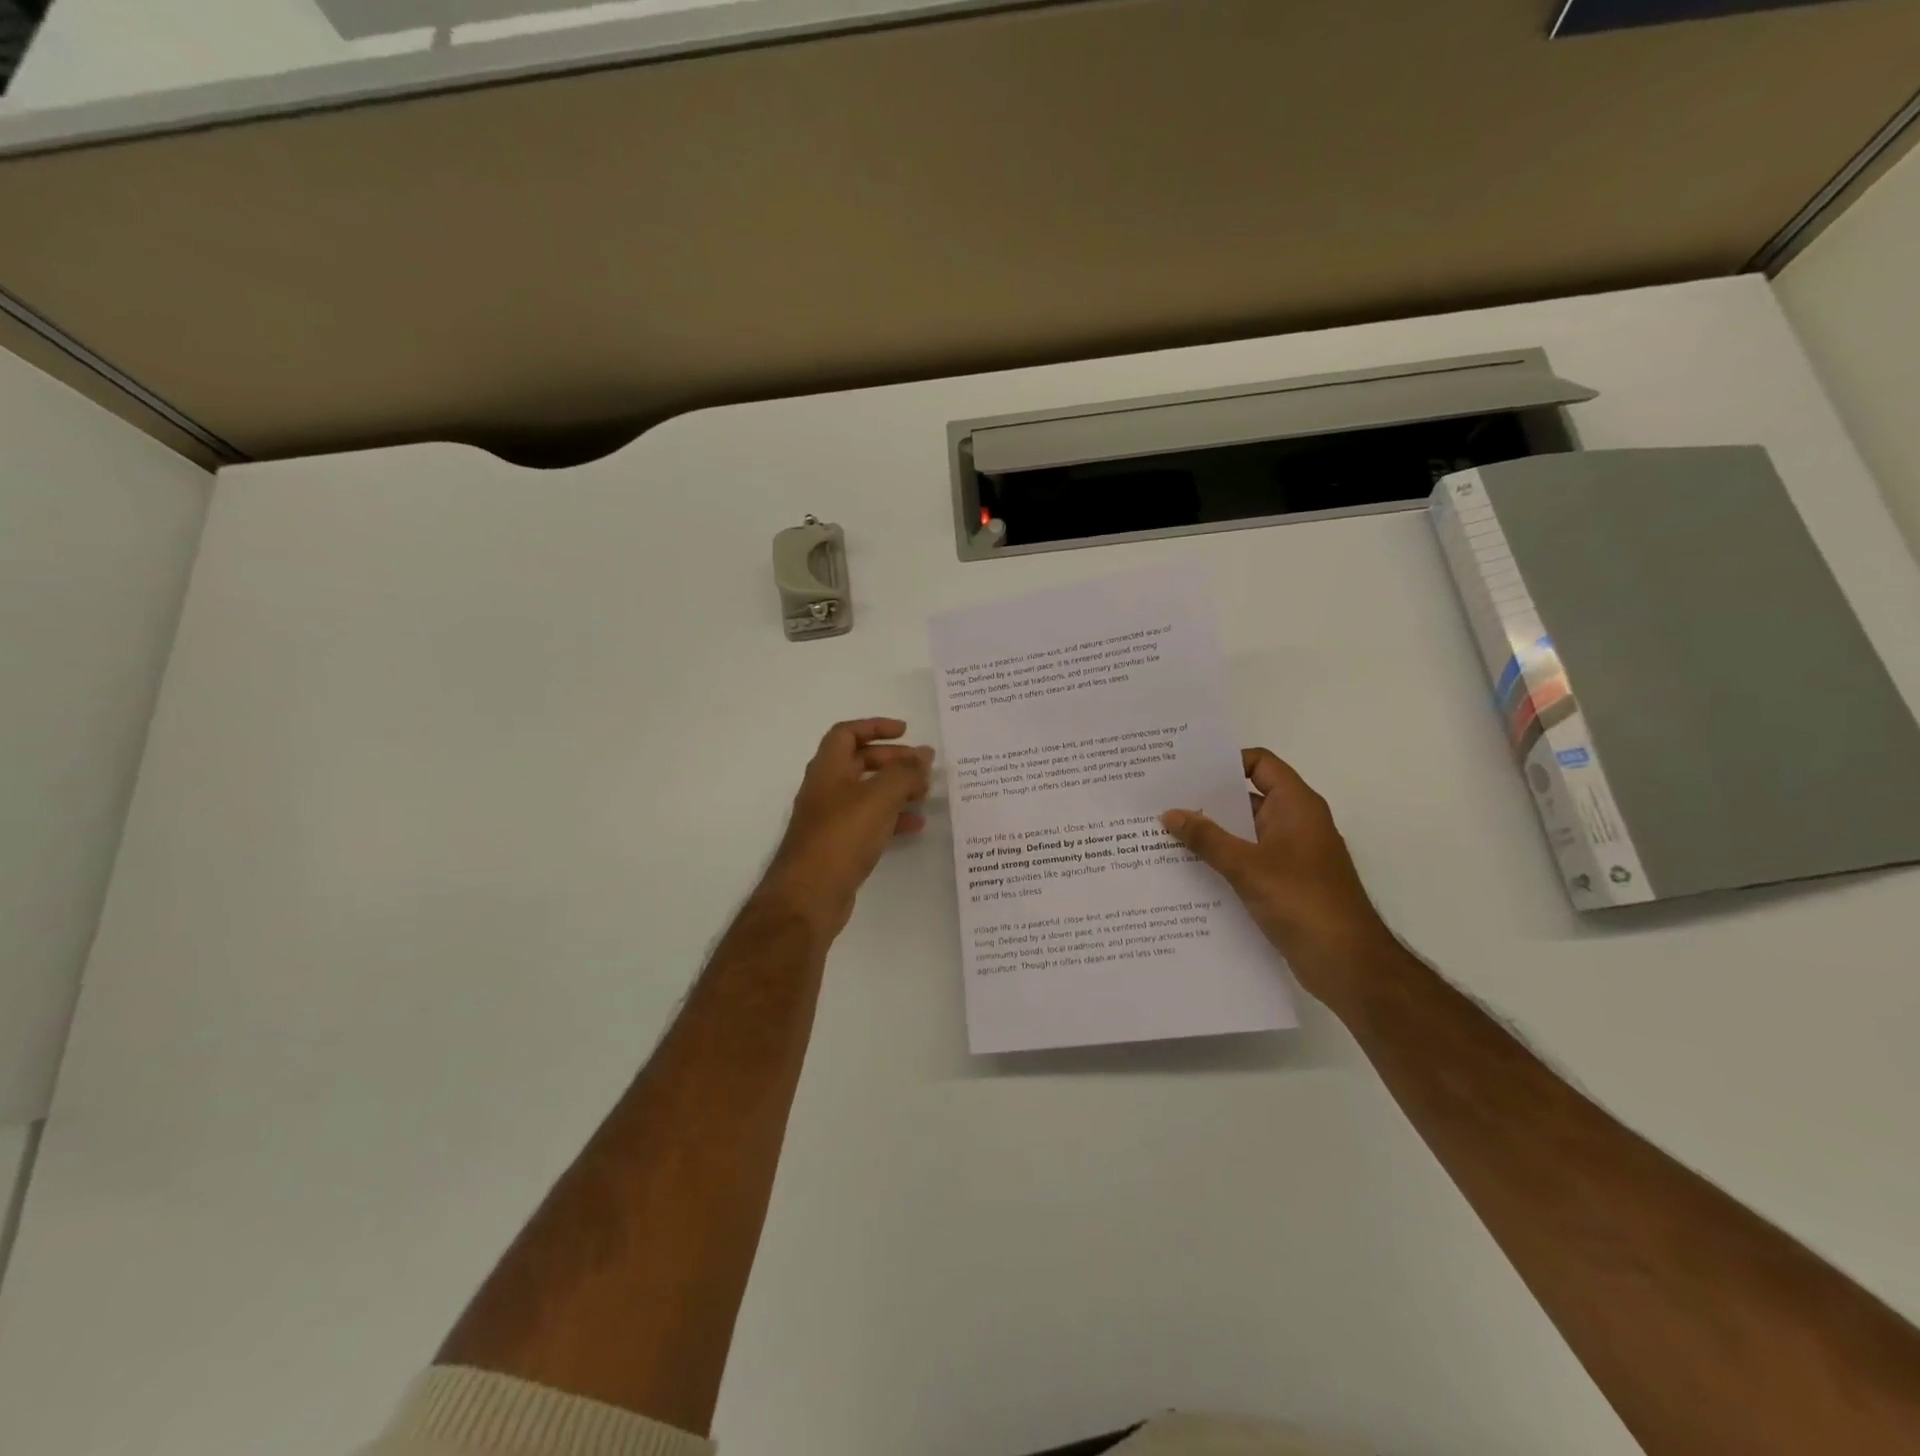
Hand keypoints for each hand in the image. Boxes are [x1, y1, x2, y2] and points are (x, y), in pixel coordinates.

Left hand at [761, 718, 934, 937]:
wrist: (808, 896)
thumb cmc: (841, 837)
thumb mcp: (878, 798)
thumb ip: (904, 773)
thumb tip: (924, 755)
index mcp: (827, 769)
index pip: (846, 733)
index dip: (875, 727)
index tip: (905, 731)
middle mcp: (826, 789)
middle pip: (859, 762)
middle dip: (892, 760)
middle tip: (923, 766)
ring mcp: (831, 819)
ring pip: (867, 793)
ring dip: (896, 789)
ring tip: (925, 793)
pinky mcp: (839, 846)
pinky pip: (869, 822)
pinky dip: (892, 818)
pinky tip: (915, 825)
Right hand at [1162, 748, 1390, 1000]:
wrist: (1347, 964)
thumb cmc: (1302, 902)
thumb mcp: (1247, 866)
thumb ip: (1207, 838)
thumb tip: (1169, 813)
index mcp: (1296, 806)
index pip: (1260, 763)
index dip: (1225, 761)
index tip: (1186, 769)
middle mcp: (1295, 823)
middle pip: (1247, 797)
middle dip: (1207, 799)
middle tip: (1162, 799)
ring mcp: (1291, 855)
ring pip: (1244, 832)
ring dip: (1210, 833)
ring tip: (1164, 833)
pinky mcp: (1284, 883)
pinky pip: (1246, 860)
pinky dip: (1221, 860)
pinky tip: (1186, 869)